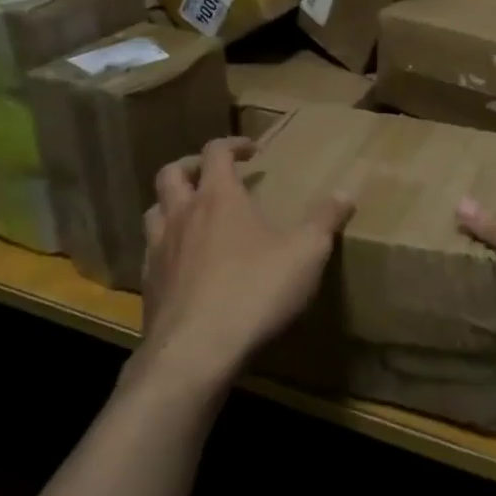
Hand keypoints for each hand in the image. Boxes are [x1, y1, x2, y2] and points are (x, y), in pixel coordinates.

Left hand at [139, 137, 353, 391]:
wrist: (196, 351)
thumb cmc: (255, 290)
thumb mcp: (306, 253)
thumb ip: (325, 220)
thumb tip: (345, 193)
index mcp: (218, 198)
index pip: (216, 152)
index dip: (233, 144)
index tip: (253, 150)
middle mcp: (182, 215)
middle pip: (171, 174)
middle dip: (192, 166)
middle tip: (213, 173)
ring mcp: (158, 250)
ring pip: (153, 211)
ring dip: (171, 204)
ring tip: (193, 215)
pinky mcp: (149, 285)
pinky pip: (151, 252)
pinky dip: (166, 246)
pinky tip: (185, 265)